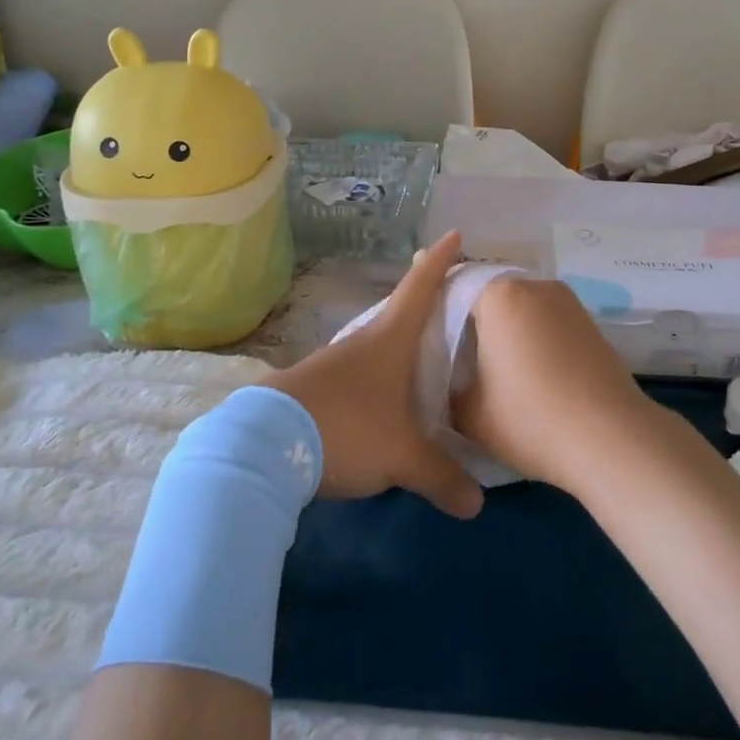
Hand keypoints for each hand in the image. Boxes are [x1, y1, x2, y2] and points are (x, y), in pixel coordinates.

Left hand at [261, 232, 483, 519]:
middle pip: (398, 314)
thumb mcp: (401, 456)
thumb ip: (440, 476)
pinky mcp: (311, 388)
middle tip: (446, 306)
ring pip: (374, 348)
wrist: (263, 446)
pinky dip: (373, 381)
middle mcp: (361, 343)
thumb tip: (476, 505)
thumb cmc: (347, 429)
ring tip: (417, 362)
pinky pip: (354, 375)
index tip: (453, 234)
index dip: (439, 262)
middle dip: (422, 306)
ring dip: (396, 349)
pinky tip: (378, 404)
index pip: (420, 288)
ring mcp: (331, 364)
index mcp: (389, 340)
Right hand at [452, 277, 657, 491]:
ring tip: (492, 365)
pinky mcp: (589, 322)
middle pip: (489, 295)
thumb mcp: (468, 413)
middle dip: (471, 321)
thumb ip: (447, 389)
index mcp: (498, 294)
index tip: (424, 334)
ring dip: (504, 329)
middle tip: (456, 354)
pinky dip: (532, 337)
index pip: (454, 288)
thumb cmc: (530, 418)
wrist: (611, 439)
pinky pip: (547, 320)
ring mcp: (567, 301)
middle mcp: (534, 285)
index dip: (436, 311)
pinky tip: (528, 370)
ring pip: (520, 307)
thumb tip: (449, 381)